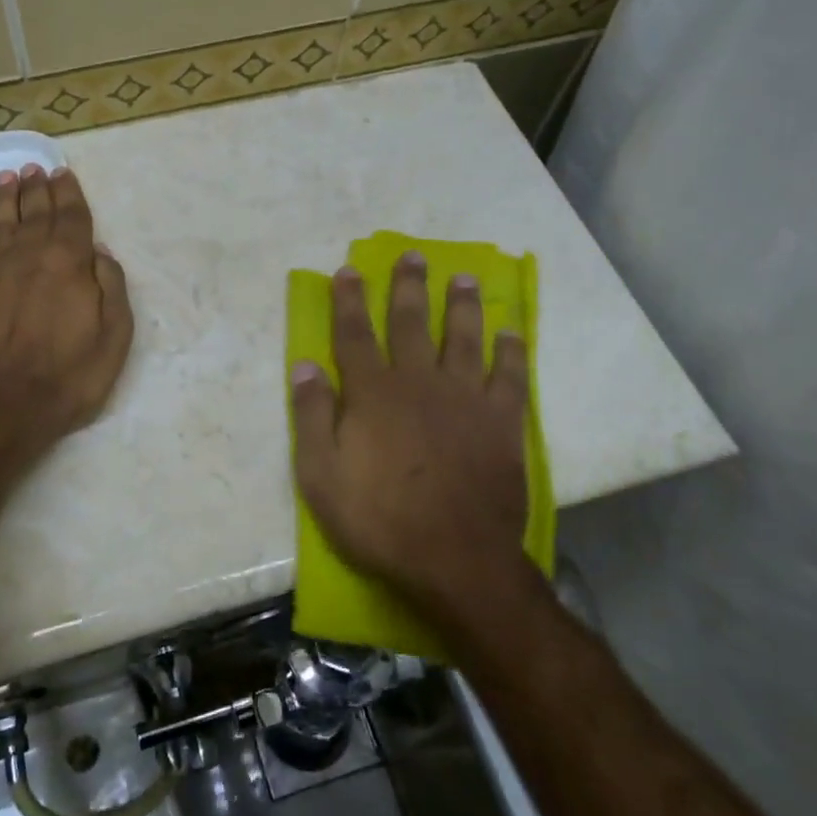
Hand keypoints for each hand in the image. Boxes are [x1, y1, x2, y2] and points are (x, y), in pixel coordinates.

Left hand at [0, 162, 132, 472]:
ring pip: (0, 219)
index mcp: (68, 260)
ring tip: (9, 178)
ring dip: (6, 196)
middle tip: (36, 169)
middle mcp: (28, 252)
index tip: (63, 174)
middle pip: (34, 210)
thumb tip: (99, 253)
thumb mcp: (114, 337)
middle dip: (38, 187)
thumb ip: (111, 287)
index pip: (71, 215)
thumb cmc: (67, 376)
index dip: (69, 192)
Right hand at [291, 252, 543, 629]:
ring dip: (462, 305)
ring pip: (463, 338)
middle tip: (413, 256)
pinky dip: (511, 351)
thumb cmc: (379, 519)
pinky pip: (509, 376)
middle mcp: (419, 382)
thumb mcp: (320, 475)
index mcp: (372, 392)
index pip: (355, 333)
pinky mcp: (502, 422)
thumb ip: (311, 416)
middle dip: (408, 287)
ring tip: (464, 278)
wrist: (455, 560)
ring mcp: (465, 399)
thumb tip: (305, 366)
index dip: (349, 300)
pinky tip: (510, 332)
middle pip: (412, 322)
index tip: (349, 270)